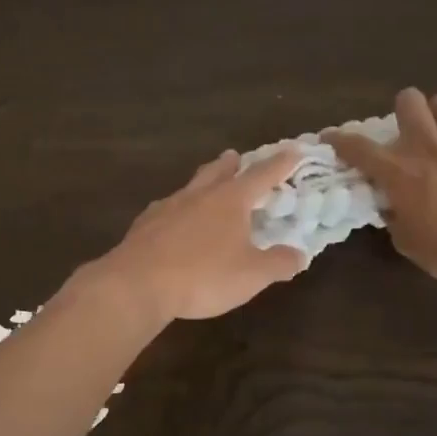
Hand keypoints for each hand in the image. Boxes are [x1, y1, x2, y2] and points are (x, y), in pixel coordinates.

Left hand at [75, 149, 306, 324]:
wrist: (137, 284)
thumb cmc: (202, 276)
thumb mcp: (251, 275)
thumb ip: (278, 263)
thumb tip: (299, 254)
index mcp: (230, 200)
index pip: (262, 175)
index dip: (281, 164)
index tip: (294, 151)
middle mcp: (198, 195)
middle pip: (218, 171)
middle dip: (232, 164)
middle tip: (236, 157)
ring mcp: (167, 207)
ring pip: (190, 186)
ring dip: (203, 182)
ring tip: (206, 185)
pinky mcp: (144, 225)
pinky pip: (166, 208)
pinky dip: (177, 209)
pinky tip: (173, 219)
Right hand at [326, 87, 436, 292]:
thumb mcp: (409, 243)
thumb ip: (395, 217)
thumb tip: (391, 205)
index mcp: (400, 173)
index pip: (359, 148)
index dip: (340, 139)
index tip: (330, 137)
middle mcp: (430, 146)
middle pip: (409, 101)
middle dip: (402, 110)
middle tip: (406, 129)